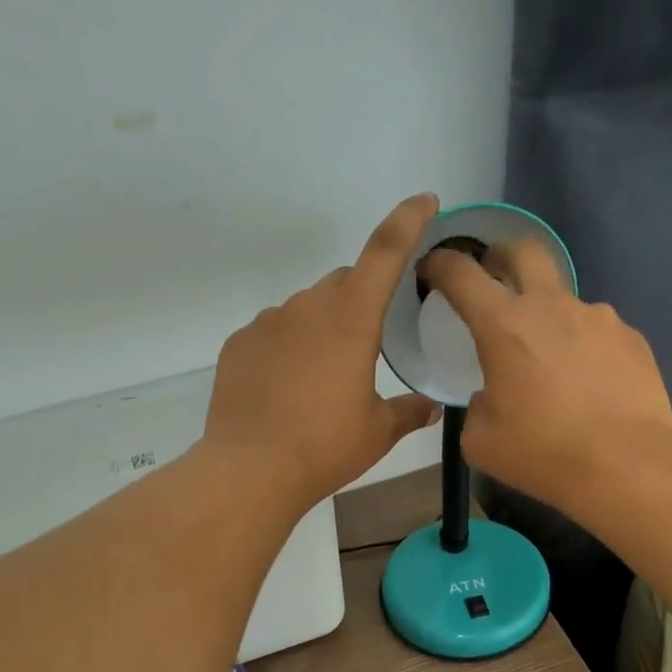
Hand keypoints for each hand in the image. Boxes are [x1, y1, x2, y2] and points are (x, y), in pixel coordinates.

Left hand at [204, 194, 441, 508]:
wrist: (250, 470)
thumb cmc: (325, 448)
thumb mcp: (378, 432)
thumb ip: (408, 411)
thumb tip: (432, 407)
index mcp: (351, 320)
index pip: (385, 252)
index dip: (408, 221)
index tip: (424, 202)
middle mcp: (307, 307)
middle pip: (343, 283)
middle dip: (361, 300)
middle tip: (368, 344)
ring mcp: (267, 322)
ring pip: (306, 309)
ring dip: (322, 328)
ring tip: (322, 379)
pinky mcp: (238, 343)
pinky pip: (273, 333)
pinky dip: (288, 348)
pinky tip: (287, 388)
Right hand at [421, 240, 671, 511]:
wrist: (624, 465)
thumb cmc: (541, 453)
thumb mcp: (481, 441)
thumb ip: (477, 406)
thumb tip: (491, 396)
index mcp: (504, 326)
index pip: (461, 274)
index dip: (440, 264)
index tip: (432, 269)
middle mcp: (552, 307)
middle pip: (524, 251)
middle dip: (501, 256)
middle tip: (493, 278)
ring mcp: (598, 318)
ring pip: (564, 300)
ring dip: (548, 317)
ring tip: (551, 362)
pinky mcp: (631, 339)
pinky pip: (597, 332)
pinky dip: (583, 347)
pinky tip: (588, 384)